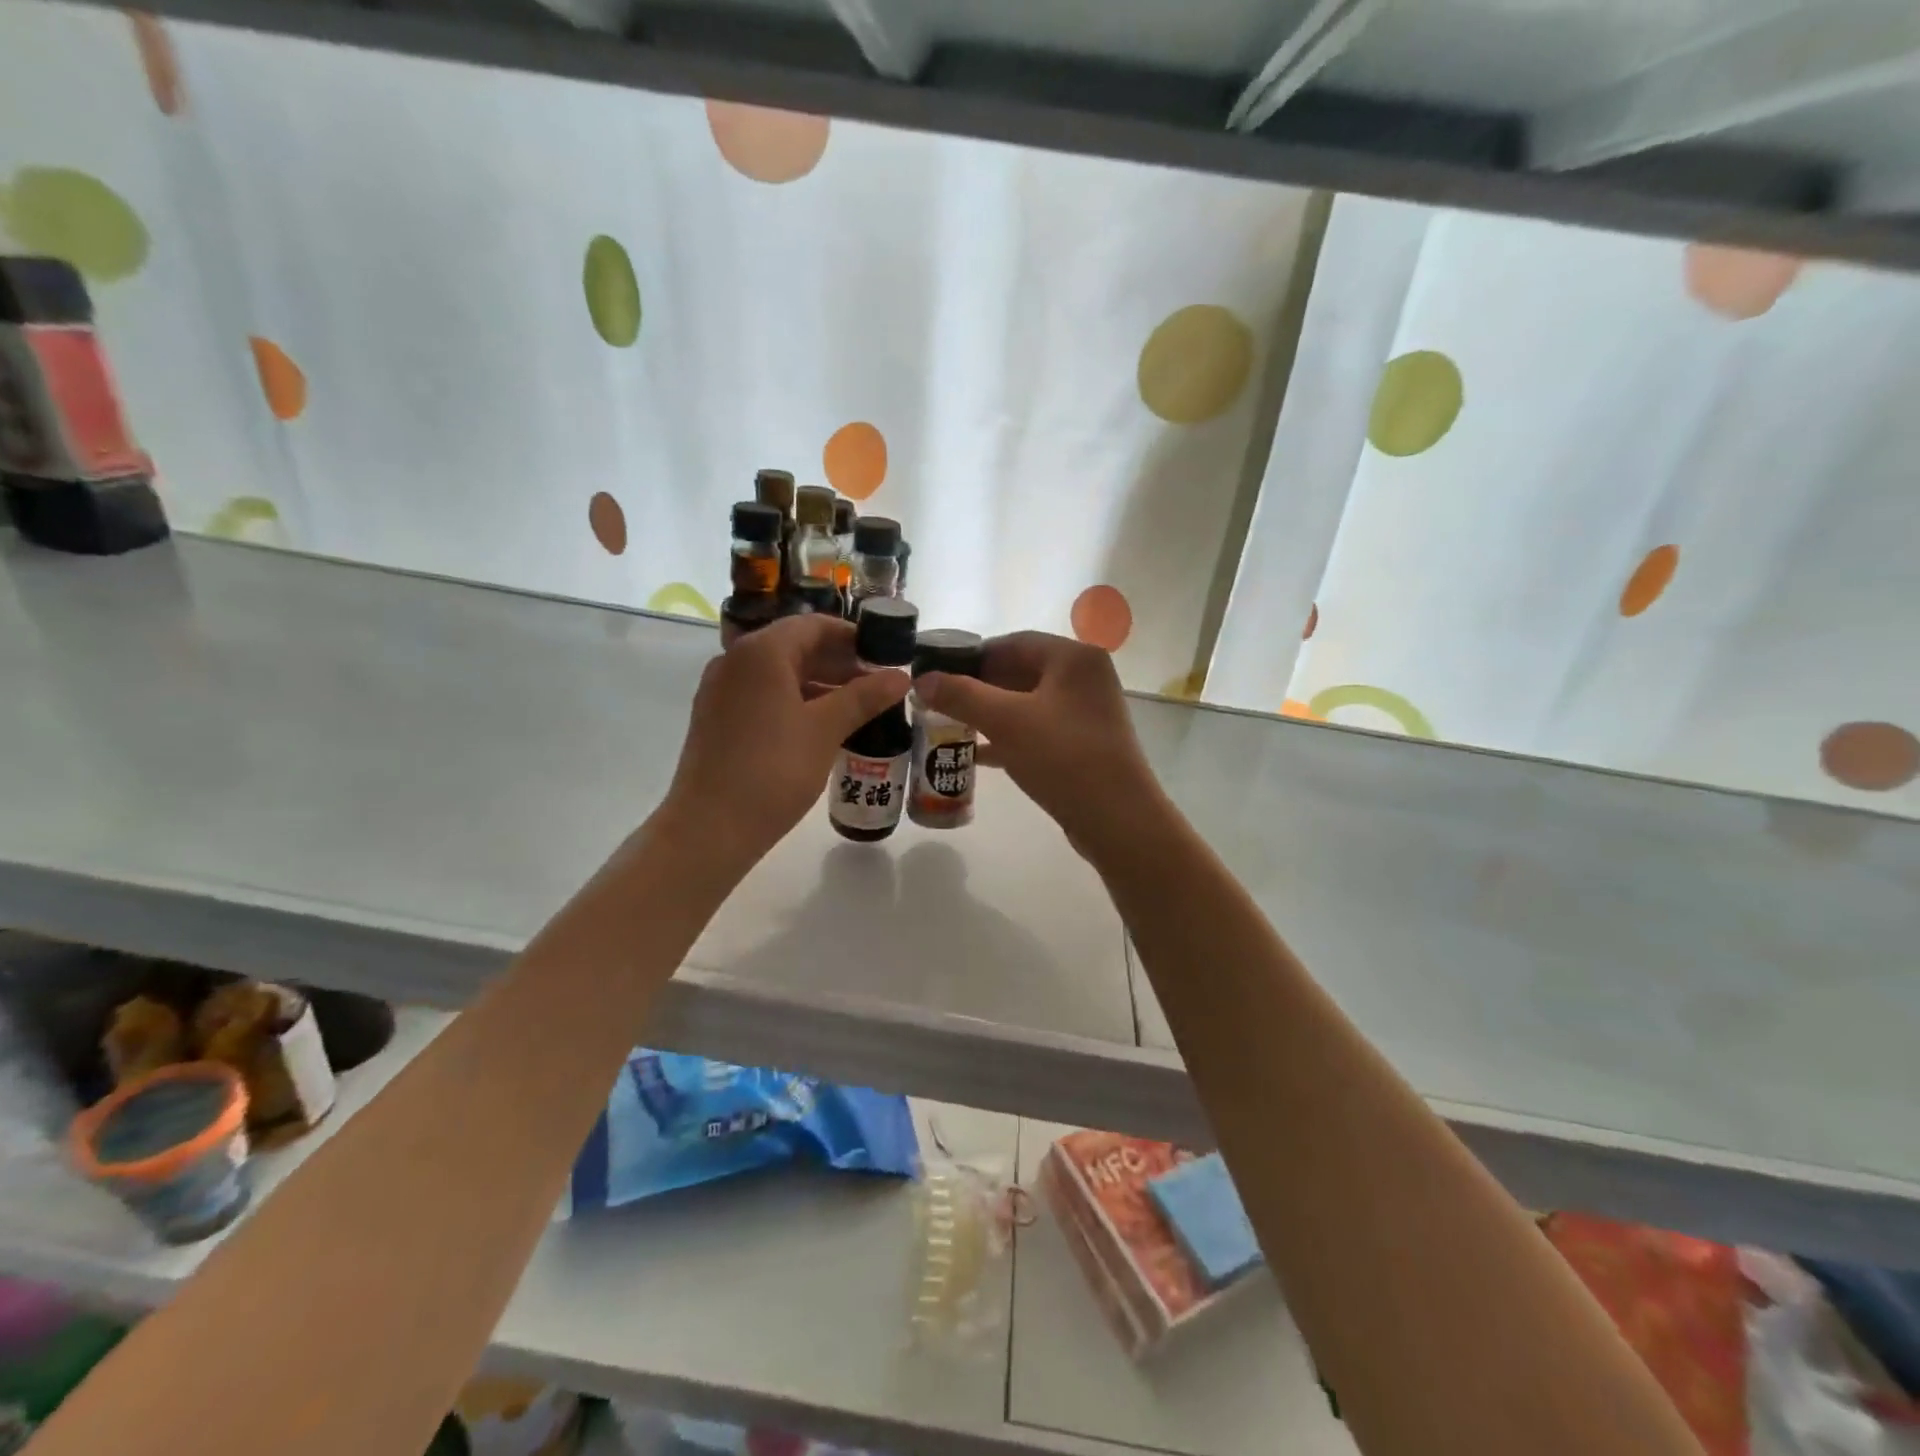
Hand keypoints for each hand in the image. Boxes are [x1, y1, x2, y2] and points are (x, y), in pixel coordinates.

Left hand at [659, 614, 909, 872]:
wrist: (710, 827)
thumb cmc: (773, 770)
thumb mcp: (826, 730)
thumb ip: (864, 697)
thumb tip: (901, 676)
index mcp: (761, 652)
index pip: (814, 626)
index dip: (852, 637)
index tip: (884, 655)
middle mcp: (735, 661)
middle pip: (795, 647)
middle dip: (838, 663)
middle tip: (877, 685)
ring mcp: (721, 690)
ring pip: (779, 674)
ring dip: (819, 685)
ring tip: (857, 708)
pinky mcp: (716, 718)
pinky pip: (763, 696)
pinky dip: (795, 702)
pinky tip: (822, 727)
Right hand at [915, 631, 1160, 851]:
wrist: (1117, 819)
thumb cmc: (1063, 757)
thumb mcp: (1006, 722)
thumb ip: (962, 696)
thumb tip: (923, 679)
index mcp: (1074, 658)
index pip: (1014, 642)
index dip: (972, 655)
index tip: (938, 672)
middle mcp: (1085, 677)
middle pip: (1021, 671)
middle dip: (979, 687)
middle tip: (940, 701)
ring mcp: (1087, 712)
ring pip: (1028, 703)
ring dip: (990, 713)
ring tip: (950, 725)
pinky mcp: (1084, 744)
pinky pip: (1038, 729)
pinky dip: (1009, 736)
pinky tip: (977, 754)